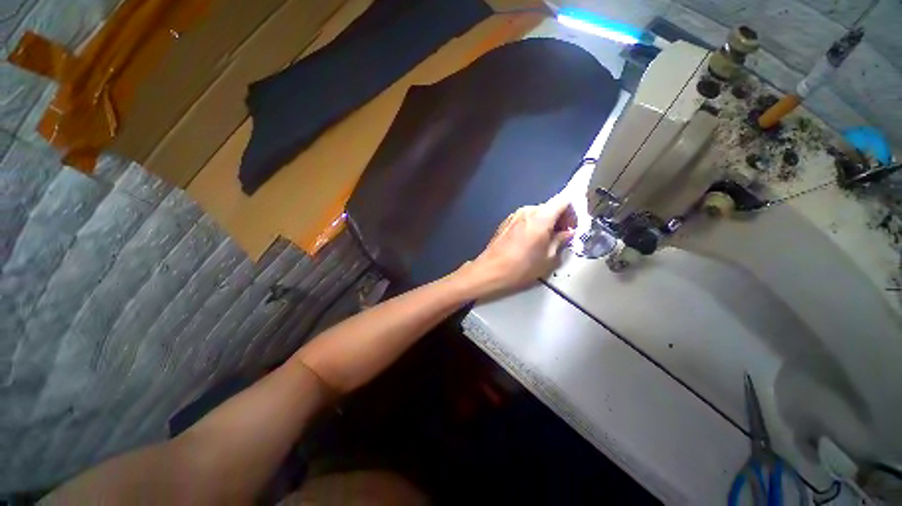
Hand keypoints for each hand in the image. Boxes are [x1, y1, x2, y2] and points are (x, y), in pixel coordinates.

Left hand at [462, 195, 575, 296]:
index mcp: (541, 217)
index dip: (573, 212)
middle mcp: (527, 211)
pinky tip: (530, 242)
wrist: (490, 270)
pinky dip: (533, 225)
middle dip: (560, 219)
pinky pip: (525, 218)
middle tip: (562, 237)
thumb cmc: (521, 267)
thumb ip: (561, 241)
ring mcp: (514, 215)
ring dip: (546, 223)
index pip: (564, 201)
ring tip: (545, 241)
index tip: (573, 227)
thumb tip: (567, 233)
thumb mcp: (548, 258)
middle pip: (550, 206)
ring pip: (537, 213)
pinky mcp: (505, 222)